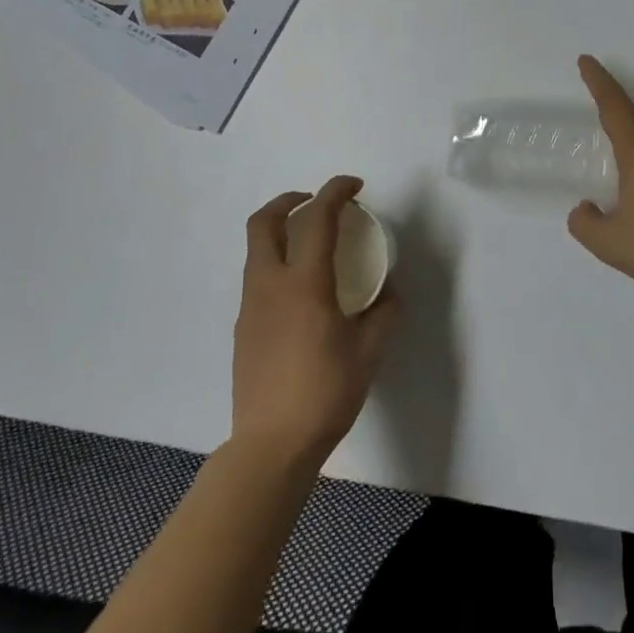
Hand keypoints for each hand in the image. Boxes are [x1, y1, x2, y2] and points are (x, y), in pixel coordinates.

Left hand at [231, 177, 398, 467]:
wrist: (271, 446)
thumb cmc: (325, 393)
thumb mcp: (369, 351)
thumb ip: (384, 313)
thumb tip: (389, 293)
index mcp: (304, 283)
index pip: (316, 218)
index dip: (335, 191)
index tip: (354, 186)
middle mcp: (270, 284)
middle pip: (263, 221)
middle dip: (289, 200)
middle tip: (317, 203)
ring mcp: (251, 306)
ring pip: (256, 249)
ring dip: (280, 231)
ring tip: (312, 244)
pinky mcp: (243, 328)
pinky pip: (257, 278)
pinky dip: (277, 263)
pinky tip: (301, 292)